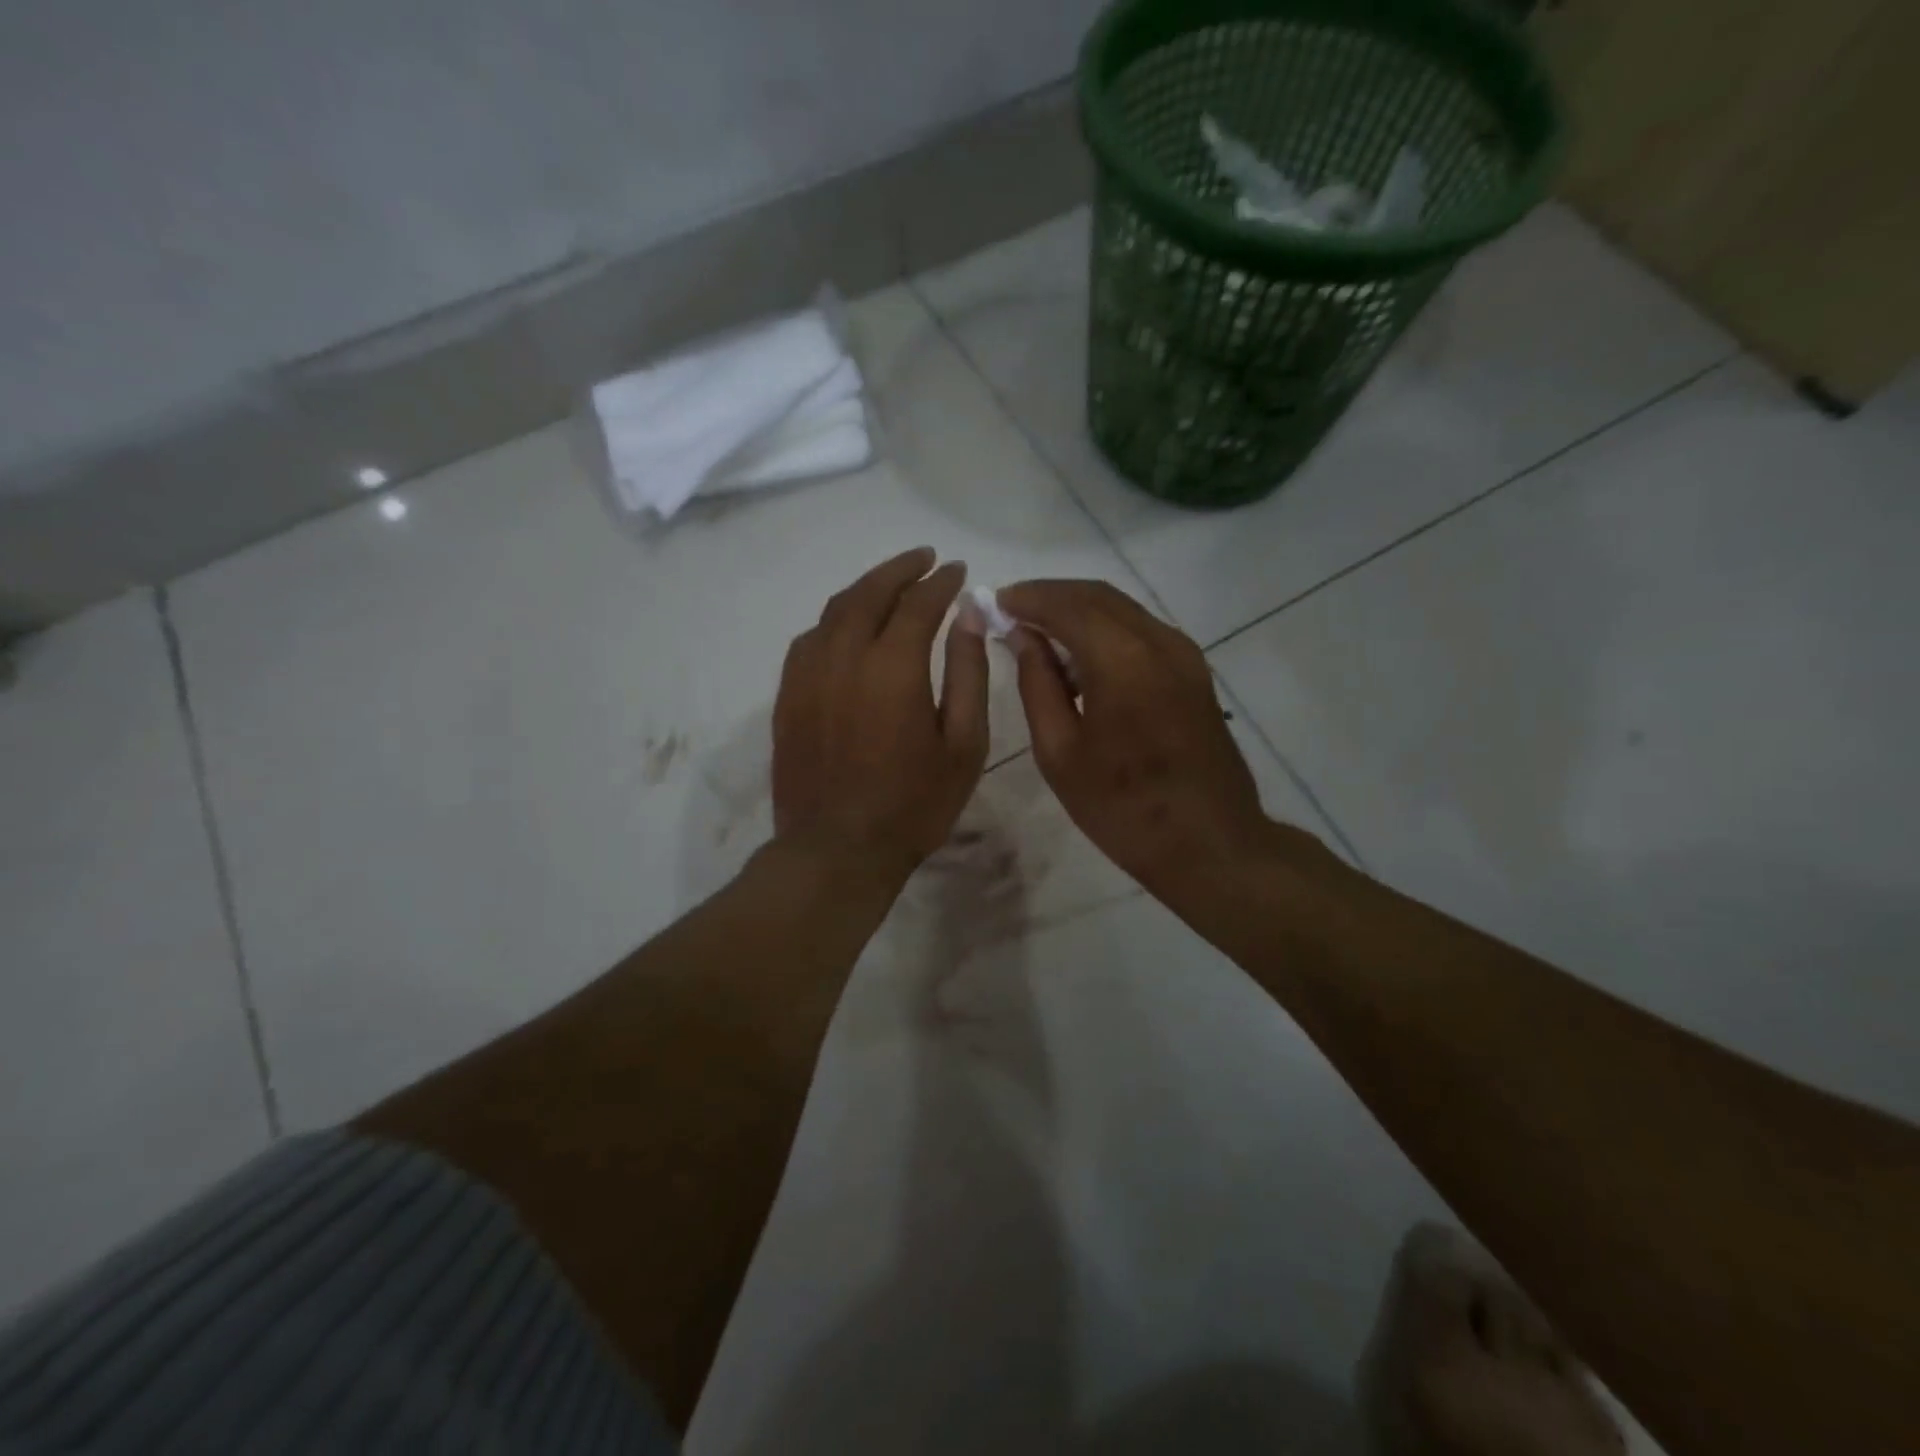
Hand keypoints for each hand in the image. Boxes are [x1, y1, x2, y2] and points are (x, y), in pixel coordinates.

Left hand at [773, 548, 988, 886]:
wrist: (837, 850)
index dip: (941, 582)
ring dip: (866, 589)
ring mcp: (807, 675)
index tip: (957, 570)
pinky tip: (848, 628)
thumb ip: (968, 673)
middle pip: (870, 593)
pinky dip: (835, 620)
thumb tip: (968, 615)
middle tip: (924, 559)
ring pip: (834, 611)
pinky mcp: (787, 696)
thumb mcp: (963, 744)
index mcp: (893, 666)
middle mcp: (844, 656)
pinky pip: (810, 639)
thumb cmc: (913, 804)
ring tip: (890, 586)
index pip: (919, 603)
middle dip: (900, 569)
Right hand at [998, 579, 1273, 903]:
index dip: (1028, 597)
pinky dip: (1105, 629)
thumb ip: (1037, 685)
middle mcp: (1159, 642)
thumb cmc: (1122, 808)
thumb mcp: (1060, 753)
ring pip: (1122, 609)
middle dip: (1051, 596)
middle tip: (1012, 610)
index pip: (1067, 605)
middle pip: (1097, 596)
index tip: (995, 601)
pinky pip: (1141, 630)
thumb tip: (1022, 636)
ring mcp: (1184, 654)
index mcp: (1122, 661)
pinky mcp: (1194, 671)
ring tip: (1039, 632)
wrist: (1210, 843)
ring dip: (1078, 610)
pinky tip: (1080, 655)